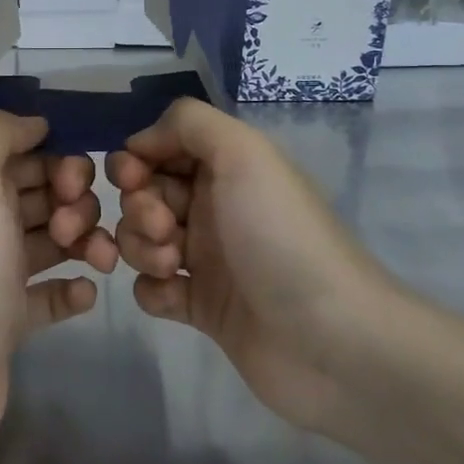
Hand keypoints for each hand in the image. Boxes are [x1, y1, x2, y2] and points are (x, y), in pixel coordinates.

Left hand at [0, 111, 117, 463]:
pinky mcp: (11, 323)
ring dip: (87, 242)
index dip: (59, 162)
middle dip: (77, 202)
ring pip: (56, 243)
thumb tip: (36, 124)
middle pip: (47, 197)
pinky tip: (86, 294)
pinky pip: (53, 296)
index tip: (75, 183)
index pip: (29, 157)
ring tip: (101, 260)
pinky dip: (74, 290)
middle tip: (75, 227)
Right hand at [107, 99, 394, 434]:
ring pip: (142, 240)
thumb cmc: (281, 236)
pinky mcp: (202, 307)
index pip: (161, 148)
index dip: (137, 159)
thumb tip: (140, 142)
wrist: (330, 341)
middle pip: (145, 193)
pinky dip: (153, 291)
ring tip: (174, 266)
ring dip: (142, 247)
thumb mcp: (244, 153)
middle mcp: (214, 207)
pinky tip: (177, 299)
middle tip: (165, 227)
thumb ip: (189, 123)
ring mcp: (207, 259)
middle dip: (139, 206)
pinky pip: (152, 289)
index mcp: (226, 168)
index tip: (133, 177)